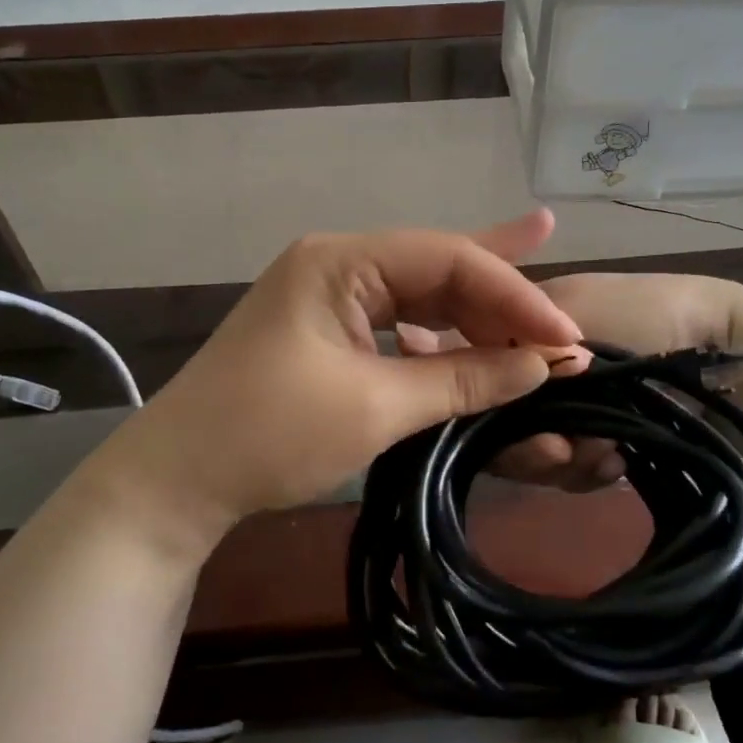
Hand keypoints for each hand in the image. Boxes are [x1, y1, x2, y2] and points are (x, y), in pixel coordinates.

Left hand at [92, 210, 585, 556]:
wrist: (176, 483)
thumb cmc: (267, 435)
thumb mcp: (374, 407)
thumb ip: (462, 379)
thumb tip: (543, 365)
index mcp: (340, 260)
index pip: (447, 259)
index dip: (513, 295)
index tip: (567, 338)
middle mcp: (338, 264)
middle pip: (439, 270)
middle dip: (501, 300)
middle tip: (564, 326)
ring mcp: (332, 298)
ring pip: (424, 297)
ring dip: (477, 318)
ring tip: (541, 325)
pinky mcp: (330, 333)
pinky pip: (402, 326)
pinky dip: (443, 340)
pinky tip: (483, 343)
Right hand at [400, 272, 742, 490]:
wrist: (724, 347)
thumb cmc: (643, 314)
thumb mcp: (571, 313)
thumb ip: (500, 338)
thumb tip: (413, 343)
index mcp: (513, 337)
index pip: (466, 379)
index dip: (469, 407)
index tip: (487, 426)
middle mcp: (526, 377)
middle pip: (494, 429)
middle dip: (527, 445)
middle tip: (565, 450)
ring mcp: (559, 412)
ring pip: (528, 456)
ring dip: (565, 461)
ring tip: (606, 453)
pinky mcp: (589, 441)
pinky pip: (567, 473)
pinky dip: (590, 472)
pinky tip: (615, 462)